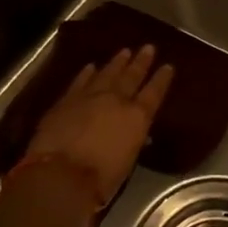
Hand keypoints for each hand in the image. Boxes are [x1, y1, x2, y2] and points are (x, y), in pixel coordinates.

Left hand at [23, 45, 173, 208]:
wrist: (59, 176)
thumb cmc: (100, 179)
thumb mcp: (127, 161)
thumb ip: (133, 141)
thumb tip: (140, 134)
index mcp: (137, 117)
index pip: (154, 92)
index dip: (162, 79)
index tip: (168, 66)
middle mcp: (116, 101)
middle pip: (132, 76)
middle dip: (141, 62)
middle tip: (148, 48)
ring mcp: (89, 97)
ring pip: (107, 73)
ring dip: (117, 62)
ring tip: (125, 51)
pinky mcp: (66, 101)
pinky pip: (80, 81)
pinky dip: (87, 73)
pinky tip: (91, 66)